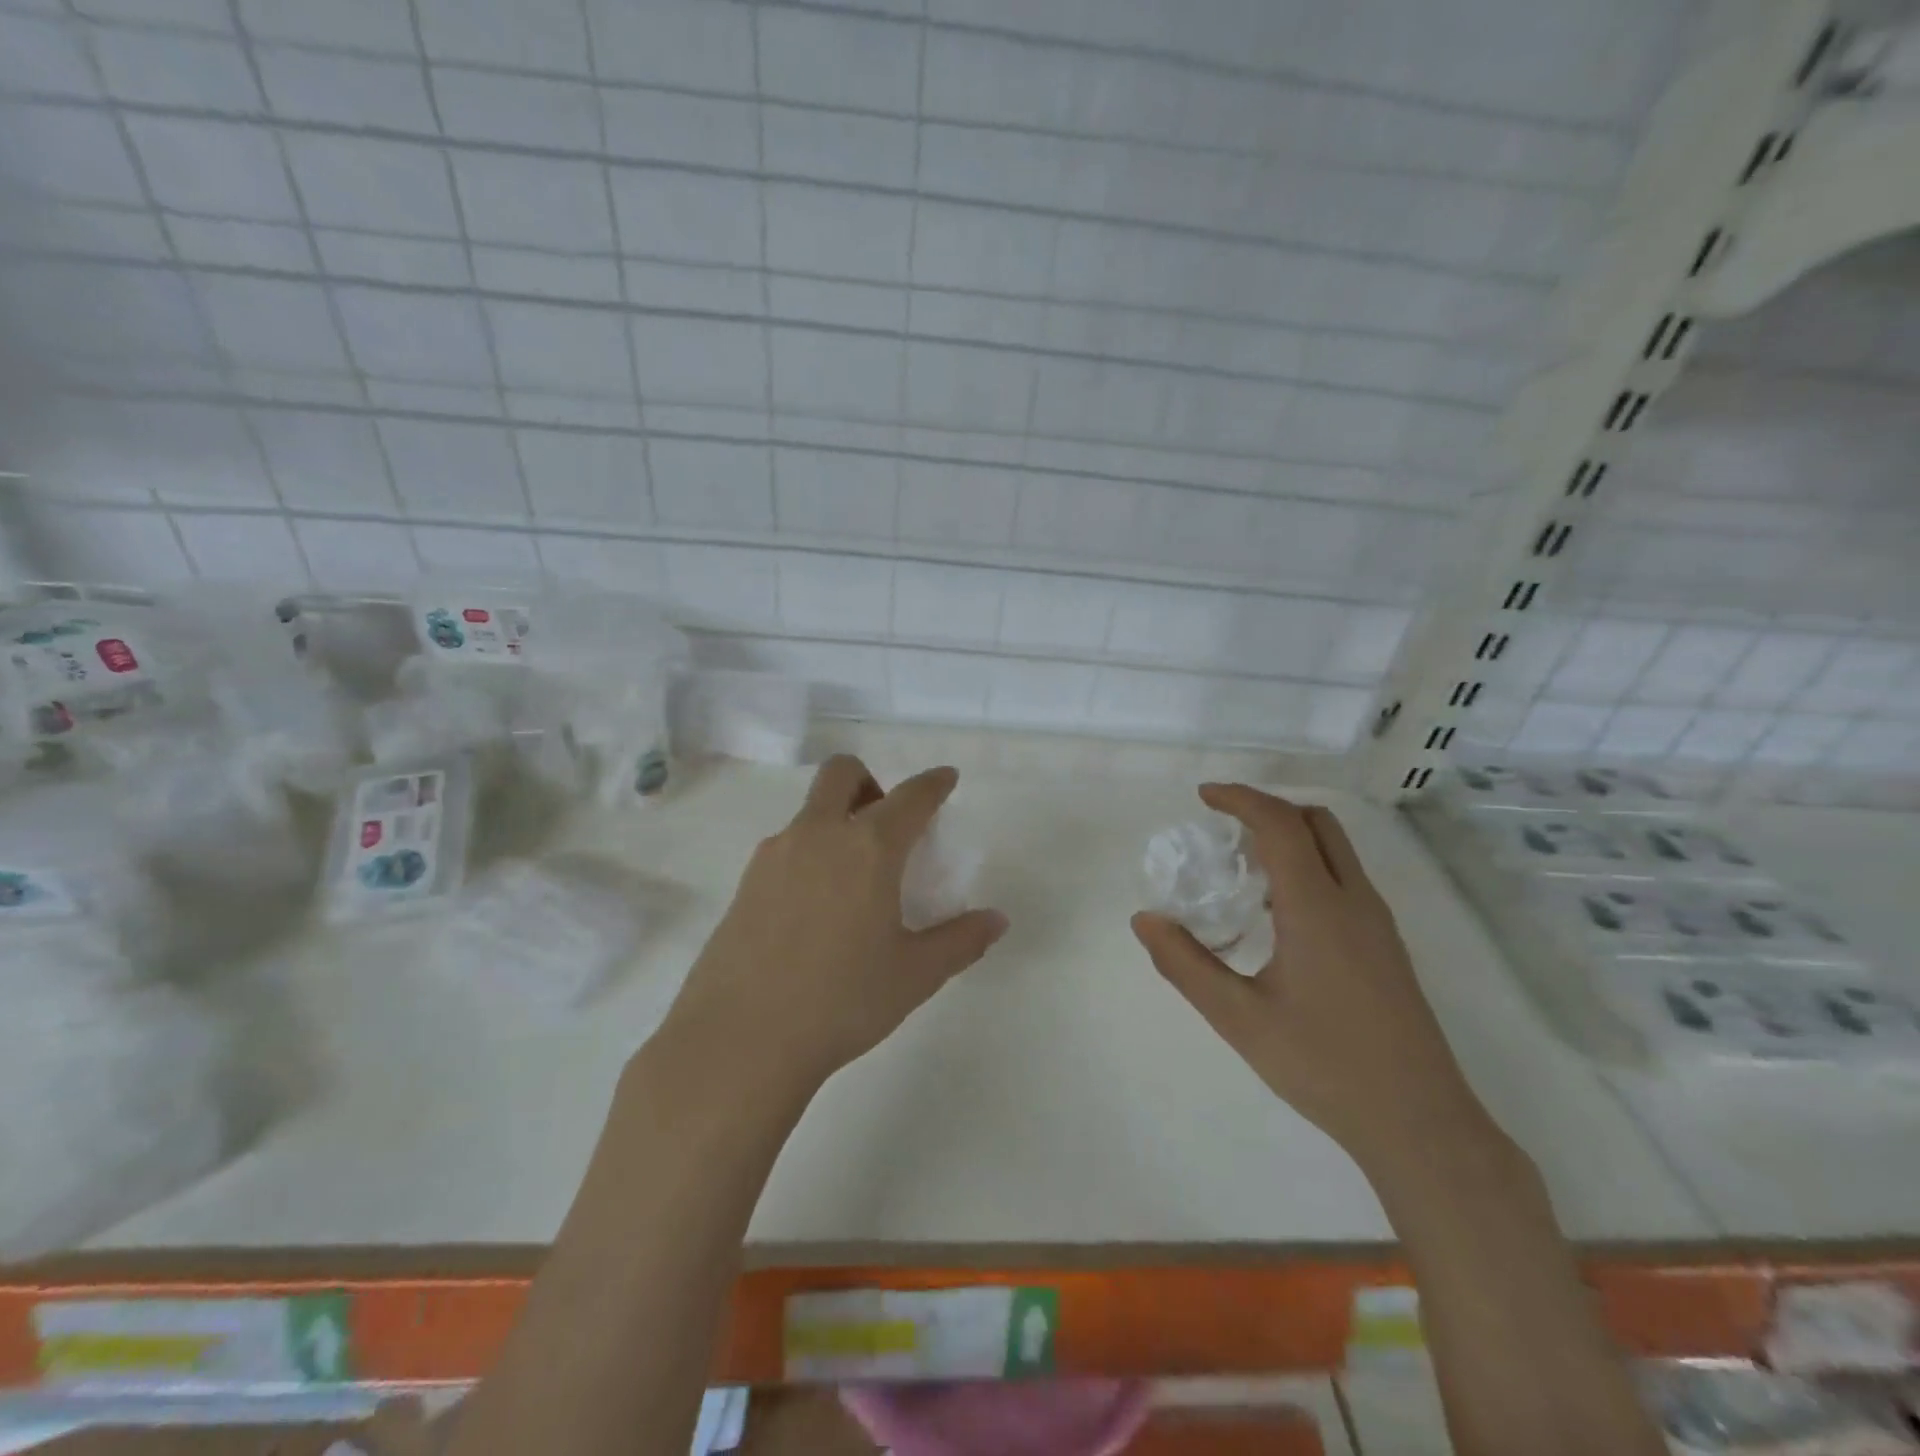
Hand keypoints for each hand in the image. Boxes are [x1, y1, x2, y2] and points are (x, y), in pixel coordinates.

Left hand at [662, 756, 1008, 1091]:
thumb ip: (960, 940)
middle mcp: (819, 834)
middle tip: (886, 824)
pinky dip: (810, 852)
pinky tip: (816, 907)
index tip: (946, 779)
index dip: (933, 783)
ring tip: (854, 876)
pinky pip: (786, 846)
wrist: (740, 1040)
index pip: (911, 796)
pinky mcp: (745, 883)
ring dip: (837, 818)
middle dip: (870, 781)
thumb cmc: (841, 1001)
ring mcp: (774, 855)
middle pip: (842, 773)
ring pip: (810, 810)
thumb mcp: (914, 975)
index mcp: (868, 847)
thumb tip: (996, 920)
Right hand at [1133, 784, 1493, 1181]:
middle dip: (1267, 808)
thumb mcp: (1239, 1018)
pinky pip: (1344, 877)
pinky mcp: (1387, 945)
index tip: (1203, 796)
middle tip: (1223, 827)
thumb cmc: (1324, 1066)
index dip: (1240, 798)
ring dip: (1290, 836)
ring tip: (1242, 866)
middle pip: (1316, 822)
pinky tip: (1278, 911)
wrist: (1420, 1124)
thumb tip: (1144, 919)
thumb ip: (1185, 964)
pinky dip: (1308, 864)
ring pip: (1336, 848)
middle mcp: (1354, 901)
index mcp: (1317, 908)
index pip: (1279, 824)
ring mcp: (1378, 922)